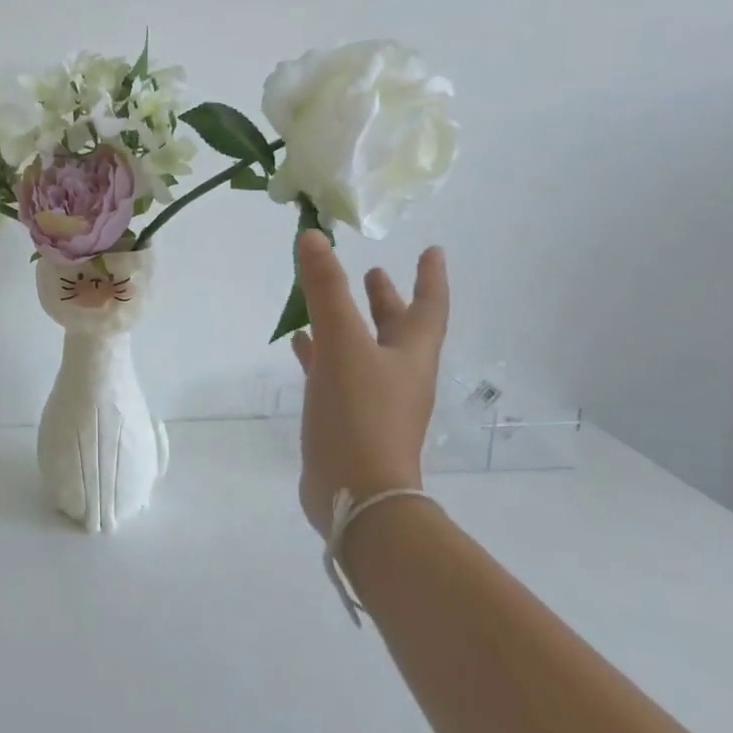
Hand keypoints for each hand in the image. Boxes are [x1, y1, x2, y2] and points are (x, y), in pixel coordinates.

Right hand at [290, 231, 448, 534]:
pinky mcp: (348, 418)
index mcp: (410, 354)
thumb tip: (313, 237)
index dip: (430, 276)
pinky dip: (321, 353)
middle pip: (397, 327)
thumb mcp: (342, 344)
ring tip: (329, 301)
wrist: (358, 495)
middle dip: (386, 298)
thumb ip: (326, 290)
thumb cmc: (360, 414)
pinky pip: (336, 372)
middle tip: (373, 271)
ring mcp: (374, 399)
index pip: (428, 306)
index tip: (432, 250)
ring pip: (365, 349)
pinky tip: (299, 344)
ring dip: (352, 323)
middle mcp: (398, 373)